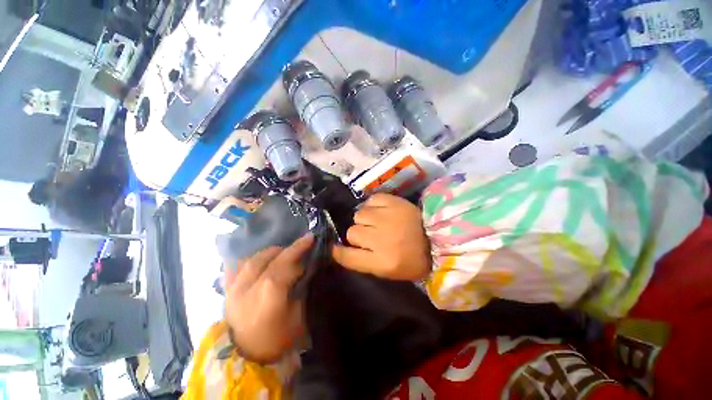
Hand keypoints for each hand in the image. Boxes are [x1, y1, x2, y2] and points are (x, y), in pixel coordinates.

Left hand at [224, 234, 313, 363]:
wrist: (247, 359)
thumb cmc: (278, 339)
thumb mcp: (298, 313)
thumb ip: (300, 285)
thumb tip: (303, 268)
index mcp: (269, 291)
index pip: (286, 261)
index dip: (299, 247)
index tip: (310, 238)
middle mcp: (249, 284)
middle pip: (270, 256)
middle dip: (287, 249)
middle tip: (299, 247)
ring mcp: (234, 287)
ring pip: (253, 258)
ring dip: (271, 252)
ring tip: (282, 253)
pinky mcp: (227, 291)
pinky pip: (238, 267)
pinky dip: (253, 260)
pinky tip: (261, 261)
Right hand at [332, 193, 430, 280]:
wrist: (438, 237)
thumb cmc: (412, 259)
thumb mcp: (388, 271)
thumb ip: (363, 261)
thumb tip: (342, 249)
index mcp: (382, 262)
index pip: (347, 256)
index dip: (339, 252)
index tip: (337, 248)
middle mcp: (381, 239)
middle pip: (351, 232)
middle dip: (358, 235)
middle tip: (370, 235)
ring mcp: (387, 218)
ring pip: (359, 215)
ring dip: (365, 219)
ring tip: (376, 221)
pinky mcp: (394, 202)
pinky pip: (371, 201)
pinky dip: (372, 206)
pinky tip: (380, 210)